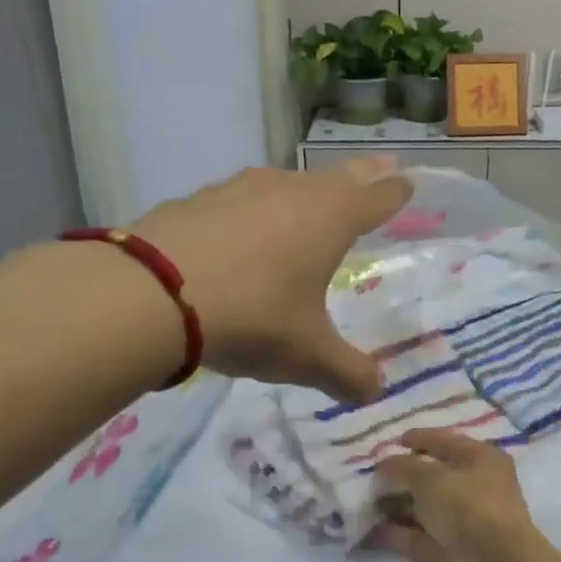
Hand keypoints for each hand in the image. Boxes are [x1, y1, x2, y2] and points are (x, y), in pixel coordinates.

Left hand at [133, 158, 411, 403]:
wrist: (152, 294)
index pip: (376, 198)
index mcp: (330, 219)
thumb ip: (347, 374)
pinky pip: (239, 201)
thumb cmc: (253, 317)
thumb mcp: (307, 356)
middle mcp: (291, 192)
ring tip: (308, 204)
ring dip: (304, 193)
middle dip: (362, 177)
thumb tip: (375, 391)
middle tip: (380, 170)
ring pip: (286, 184)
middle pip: (337, 177)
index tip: (408, 183)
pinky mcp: (198, 198)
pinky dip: (251, 212)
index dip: (395, 193)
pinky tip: (240, 234)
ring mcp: (241, 189)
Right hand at [371, 429, 541, 561]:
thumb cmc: (466, 506)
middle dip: (401, 477)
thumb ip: (401, 467)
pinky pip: (424, 538)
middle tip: (370, 479)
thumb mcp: (428, 477)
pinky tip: (373, 532)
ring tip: (365, 506)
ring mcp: (468, 521)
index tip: (391, 443)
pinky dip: (401, 534)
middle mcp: (477, 487)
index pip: (445, 441)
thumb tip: (383, 466)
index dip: (418, 439)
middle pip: (434, 477)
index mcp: (480, 458)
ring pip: (427, 509)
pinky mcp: (457, 552)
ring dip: (398, 507)